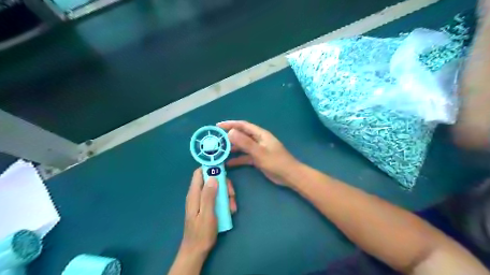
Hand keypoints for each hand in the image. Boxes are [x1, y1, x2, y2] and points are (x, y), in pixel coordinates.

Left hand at [183, 168, 238, 255]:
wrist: (197, 250)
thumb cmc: (201, 233)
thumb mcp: (207, 214)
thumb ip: (209, 195)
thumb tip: (212, 177)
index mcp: (194, 194)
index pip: (199, 172)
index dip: (210, 168)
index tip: (223, 170)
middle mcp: (197, 194)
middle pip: (211, 180)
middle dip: (223, 184)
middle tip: (231, 194)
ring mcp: (203, 201)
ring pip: (217, 189)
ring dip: (226, 195)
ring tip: (232, 206)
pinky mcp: (208, 206)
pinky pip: (218, 198)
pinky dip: (225, 202)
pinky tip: (230, 211)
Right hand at [217, 121, 297, 186]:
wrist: (289, 175)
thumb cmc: (276, 162)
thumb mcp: (259, 152)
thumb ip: (245, 142)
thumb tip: (230, 132)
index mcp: (260, 134)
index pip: (243, 125)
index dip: (230, 124)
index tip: (217, 126)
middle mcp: (258, 140)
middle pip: (241, 136)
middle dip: (229, 137)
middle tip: (216, 141)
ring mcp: (258, 150)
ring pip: (242, 147)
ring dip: (232, 148)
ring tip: (219, 152)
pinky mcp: (258, 159)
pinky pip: (245, 157)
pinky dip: (238, 159)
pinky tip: (228, 163)